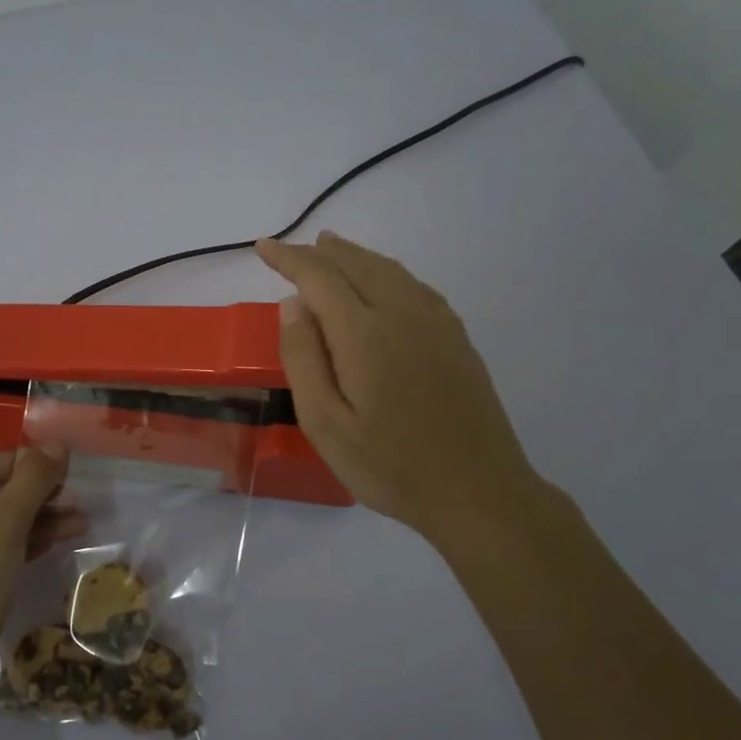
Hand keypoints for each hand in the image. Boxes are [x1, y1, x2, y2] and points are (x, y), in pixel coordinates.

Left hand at [0, 448, 86, 693]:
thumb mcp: (4, 524)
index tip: (62, 471)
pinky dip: (22, 544)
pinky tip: (59, 541)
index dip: (22, 462)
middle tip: (75, 498)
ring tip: (81, 522)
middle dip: (35, 494)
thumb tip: (56, 443)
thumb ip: (32, 480)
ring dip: (36, 519)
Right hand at [257, 232, 548, 542]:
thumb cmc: (391, 466)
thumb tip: (292, 306)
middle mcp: (403, 314)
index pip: (320, 278)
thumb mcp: (326, 425)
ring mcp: (436, 324)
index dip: (289, 259)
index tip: (262, 248)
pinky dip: (388, 272)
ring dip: (355, 256)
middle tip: (293, 248)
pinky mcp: (457, 339)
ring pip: (389, 271)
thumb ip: (304, 360)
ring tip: (331, 249)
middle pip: (357, 266)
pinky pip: (415, 286)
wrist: (478, 492)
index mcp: (365, 334)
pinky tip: (384, 282)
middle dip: (320, 253)